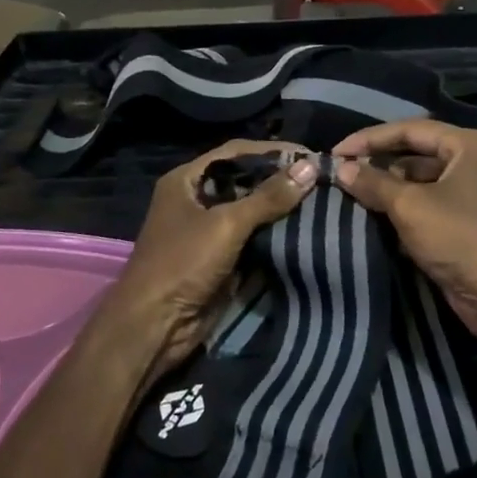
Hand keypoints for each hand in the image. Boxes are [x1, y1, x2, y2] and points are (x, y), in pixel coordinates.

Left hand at [107, 141, 319, 376]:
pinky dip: (276, 233)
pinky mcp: (221, 258)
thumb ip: (268, 196)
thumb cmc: (182, 263)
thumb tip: (310, 167)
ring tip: (321, 200)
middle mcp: (196, 199)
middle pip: (245, 180)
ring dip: (281, 207)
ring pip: (251, 210)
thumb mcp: (226, 224)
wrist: (155, 327)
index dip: (271, 151)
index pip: (235, 152)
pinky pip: (253, 237)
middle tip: (320, 178)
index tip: (309, 155)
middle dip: (280, 179)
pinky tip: (305, 229)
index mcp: (187, 180)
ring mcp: (208, 230)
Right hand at [331, 121, 476, 357]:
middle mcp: (471, 163)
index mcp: (468, 145)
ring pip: (418, 183)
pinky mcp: (462, 224)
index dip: (370, 139)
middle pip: (414, 154)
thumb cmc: (461, 238)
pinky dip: (400, 211)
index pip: (410, 129)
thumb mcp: (410, 206)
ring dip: (386, 190)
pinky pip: (424, 207)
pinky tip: (371, 219)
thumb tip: (341, 168)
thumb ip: (373, 183)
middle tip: (340, 174)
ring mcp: (469, 195)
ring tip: (349, 195)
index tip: (336, 152)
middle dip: (378, 164)